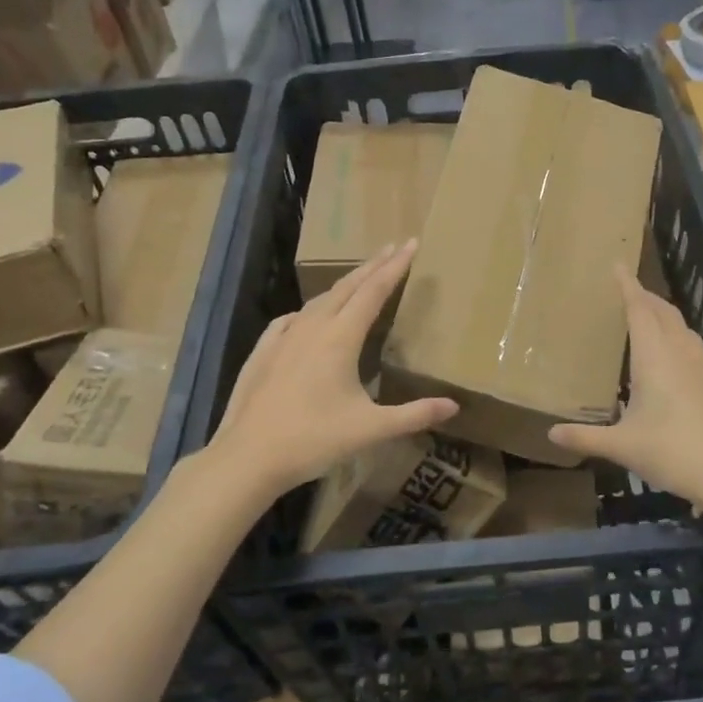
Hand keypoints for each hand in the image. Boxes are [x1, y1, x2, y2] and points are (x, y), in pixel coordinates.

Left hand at [207, 240, 456, 498]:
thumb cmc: (314, 440)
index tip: (411, 244)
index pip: (373, 292)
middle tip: (393, 247)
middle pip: (346, 287)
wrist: (248, 457)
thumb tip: (453, 407)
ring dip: (342, 286)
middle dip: (372, 266)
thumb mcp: (371, 429)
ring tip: (358, 278)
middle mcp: (312, 328)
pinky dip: (308, 310)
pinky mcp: (262, 353)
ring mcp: (283, 339)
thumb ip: (414, 415)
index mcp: (340, 338)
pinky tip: (304, 317)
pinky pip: (290, 320)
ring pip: (318, 301)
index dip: (395, 267)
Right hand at [549, 264, 702, 514]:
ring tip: (655, 324)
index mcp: (655, 357)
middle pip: (664, 313)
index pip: (639, 309)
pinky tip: (685, 368)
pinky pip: (702, 356)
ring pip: (687, 333)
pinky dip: (687, 349)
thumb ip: (586, 438)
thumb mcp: (623, 447)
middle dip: (647, 299)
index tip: (618, 266)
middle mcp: (683, 353)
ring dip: (668, 321)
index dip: (627, 286)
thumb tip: (551, 434)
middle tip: (631, 292)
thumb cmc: (673, 453)